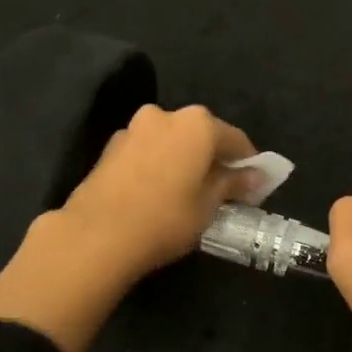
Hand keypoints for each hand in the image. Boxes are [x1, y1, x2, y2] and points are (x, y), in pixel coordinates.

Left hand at [0, 103, 257, 351]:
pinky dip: (159, 164)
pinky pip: (148, 151)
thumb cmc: (165, 219)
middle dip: (213, 158)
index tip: (254, 185)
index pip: (235, 139)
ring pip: (171, 141)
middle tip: (222, 188)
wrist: (96, 235)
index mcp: (197, 124)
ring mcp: (134, 128)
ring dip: (183, 159)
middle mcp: (166, 115)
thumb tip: (253, 175)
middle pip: (201, 134)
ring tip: (188, 192)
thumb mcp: (208, 206)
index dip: (249, 163)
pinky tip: (158, 192)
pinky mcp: (111, 147)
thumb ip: (232, 184)